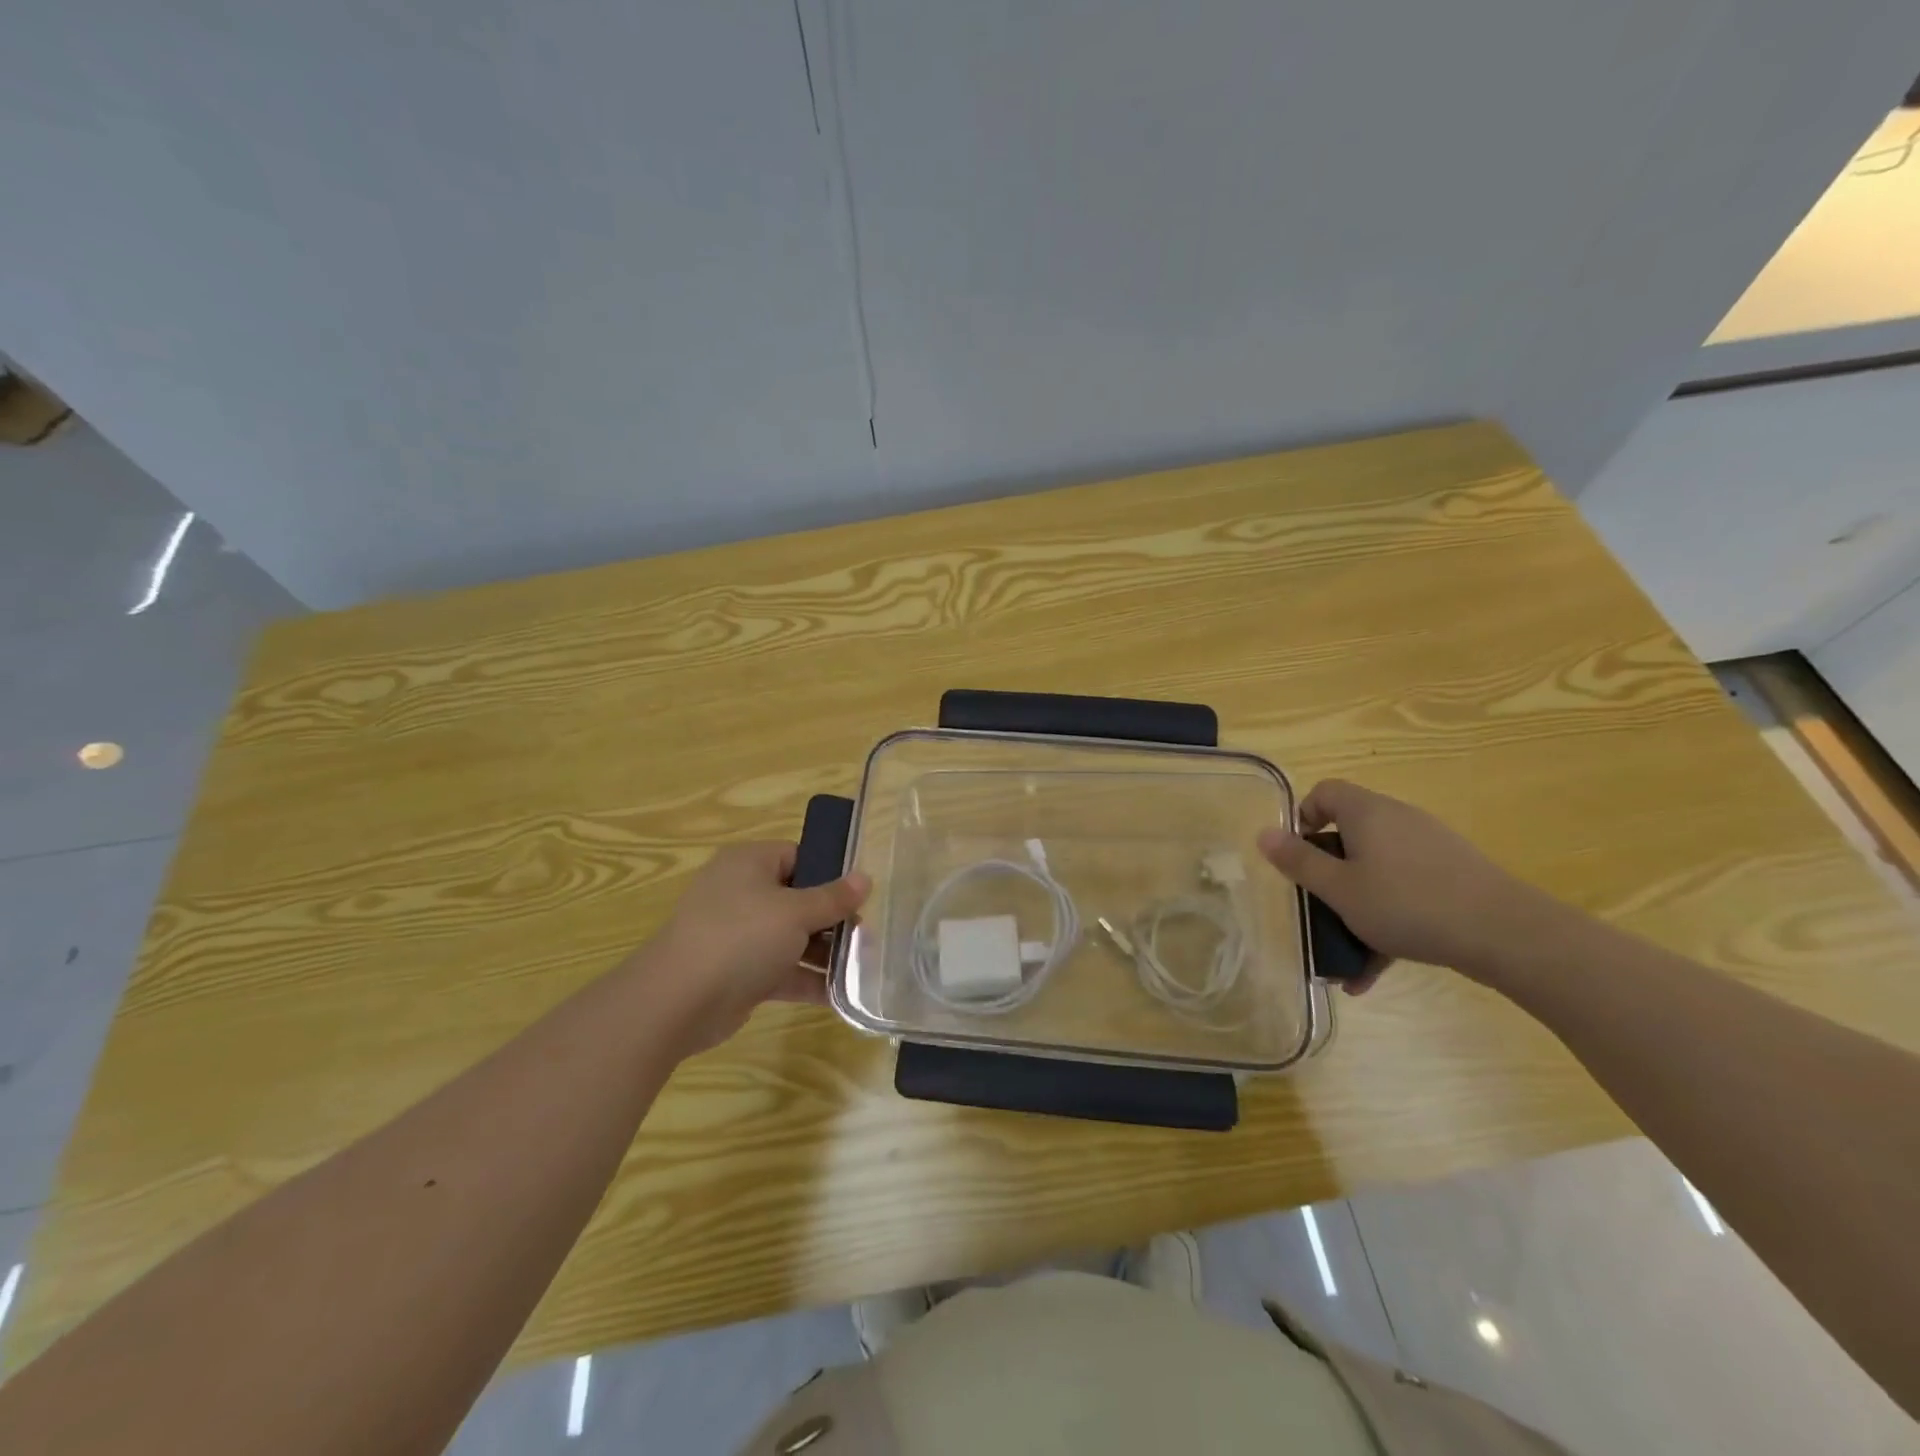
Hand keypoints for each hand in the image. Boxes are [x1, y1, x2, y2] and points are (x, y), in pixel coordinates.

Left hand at [646, 842, 868, 1053]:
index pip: (798, 856)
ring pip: (790, 937)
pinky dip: (806, 979)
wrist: (678, 1001)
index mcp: (750, 863)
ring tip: (863, 966)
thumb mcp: (796, 912)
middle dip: (832, 919)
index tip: (861, 894)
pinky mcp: (738, 972)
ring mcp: (738, 935)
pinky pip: (780, 969)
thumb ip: (834, 898)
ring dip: (824, 952)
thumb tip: (866, 878)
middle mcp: (741, 893)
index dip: (830, 873)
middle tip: (867, 934)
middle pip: (798, 899)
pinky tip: (841, 995)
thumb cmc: (741, 938)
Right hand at [1256, 779, 1556, 983]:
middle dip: (1328, 873)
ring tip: (1342, 953)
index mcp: (1367, 813)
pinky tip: (1372, 972)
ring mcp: (1429, 848)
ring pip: (1377, 870)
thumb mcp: (1340, 889)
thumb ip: (1299, 862)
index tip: (1297, 856)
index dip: (1303, 818)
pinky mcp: (1452, 877)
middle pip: (1350, 834)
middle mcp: (1398, 820)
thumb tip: (1263, 833)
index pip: (1324, 792)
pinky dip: (1387, 921)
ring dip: (1355, 906)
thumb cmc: (1407, 904)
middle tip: (1318, 905)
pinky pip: (1406, 892)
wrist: (1506, 934)